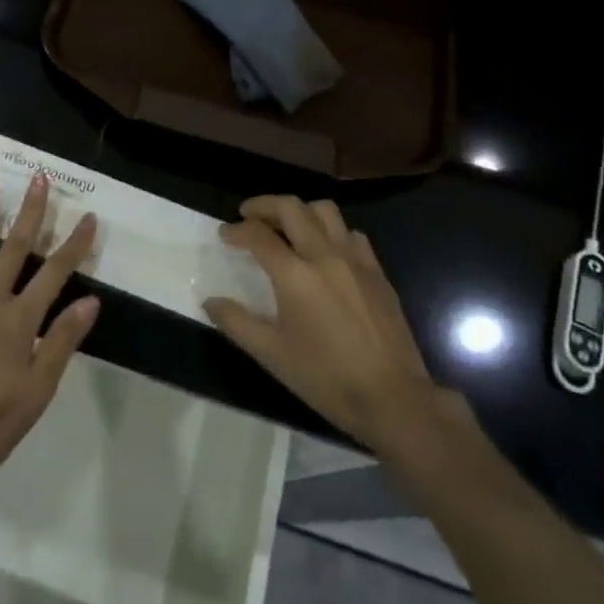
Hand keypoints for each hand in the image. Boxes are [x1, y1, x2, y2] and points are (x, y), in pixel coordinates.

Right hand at [204, 195, 462, 450]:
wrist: (393, 398)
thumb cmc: (326, 378)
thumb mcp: (272, 355)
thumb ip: (237, 322)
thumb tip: (210, 301)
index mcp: (295, 274)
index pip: (258, 235)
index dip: (236, 230)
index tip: (224, 234)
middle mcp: (324, 255)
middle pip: (291, 207)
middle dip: (264, 205)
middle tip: (249, 215)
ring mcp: (355, 259)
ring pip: (324, 211)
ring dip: (300, 211)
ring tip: (287, 226)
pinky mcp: (377, 271)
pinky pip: (351, 233)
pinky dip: (331, 231)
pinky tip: (325, 251)